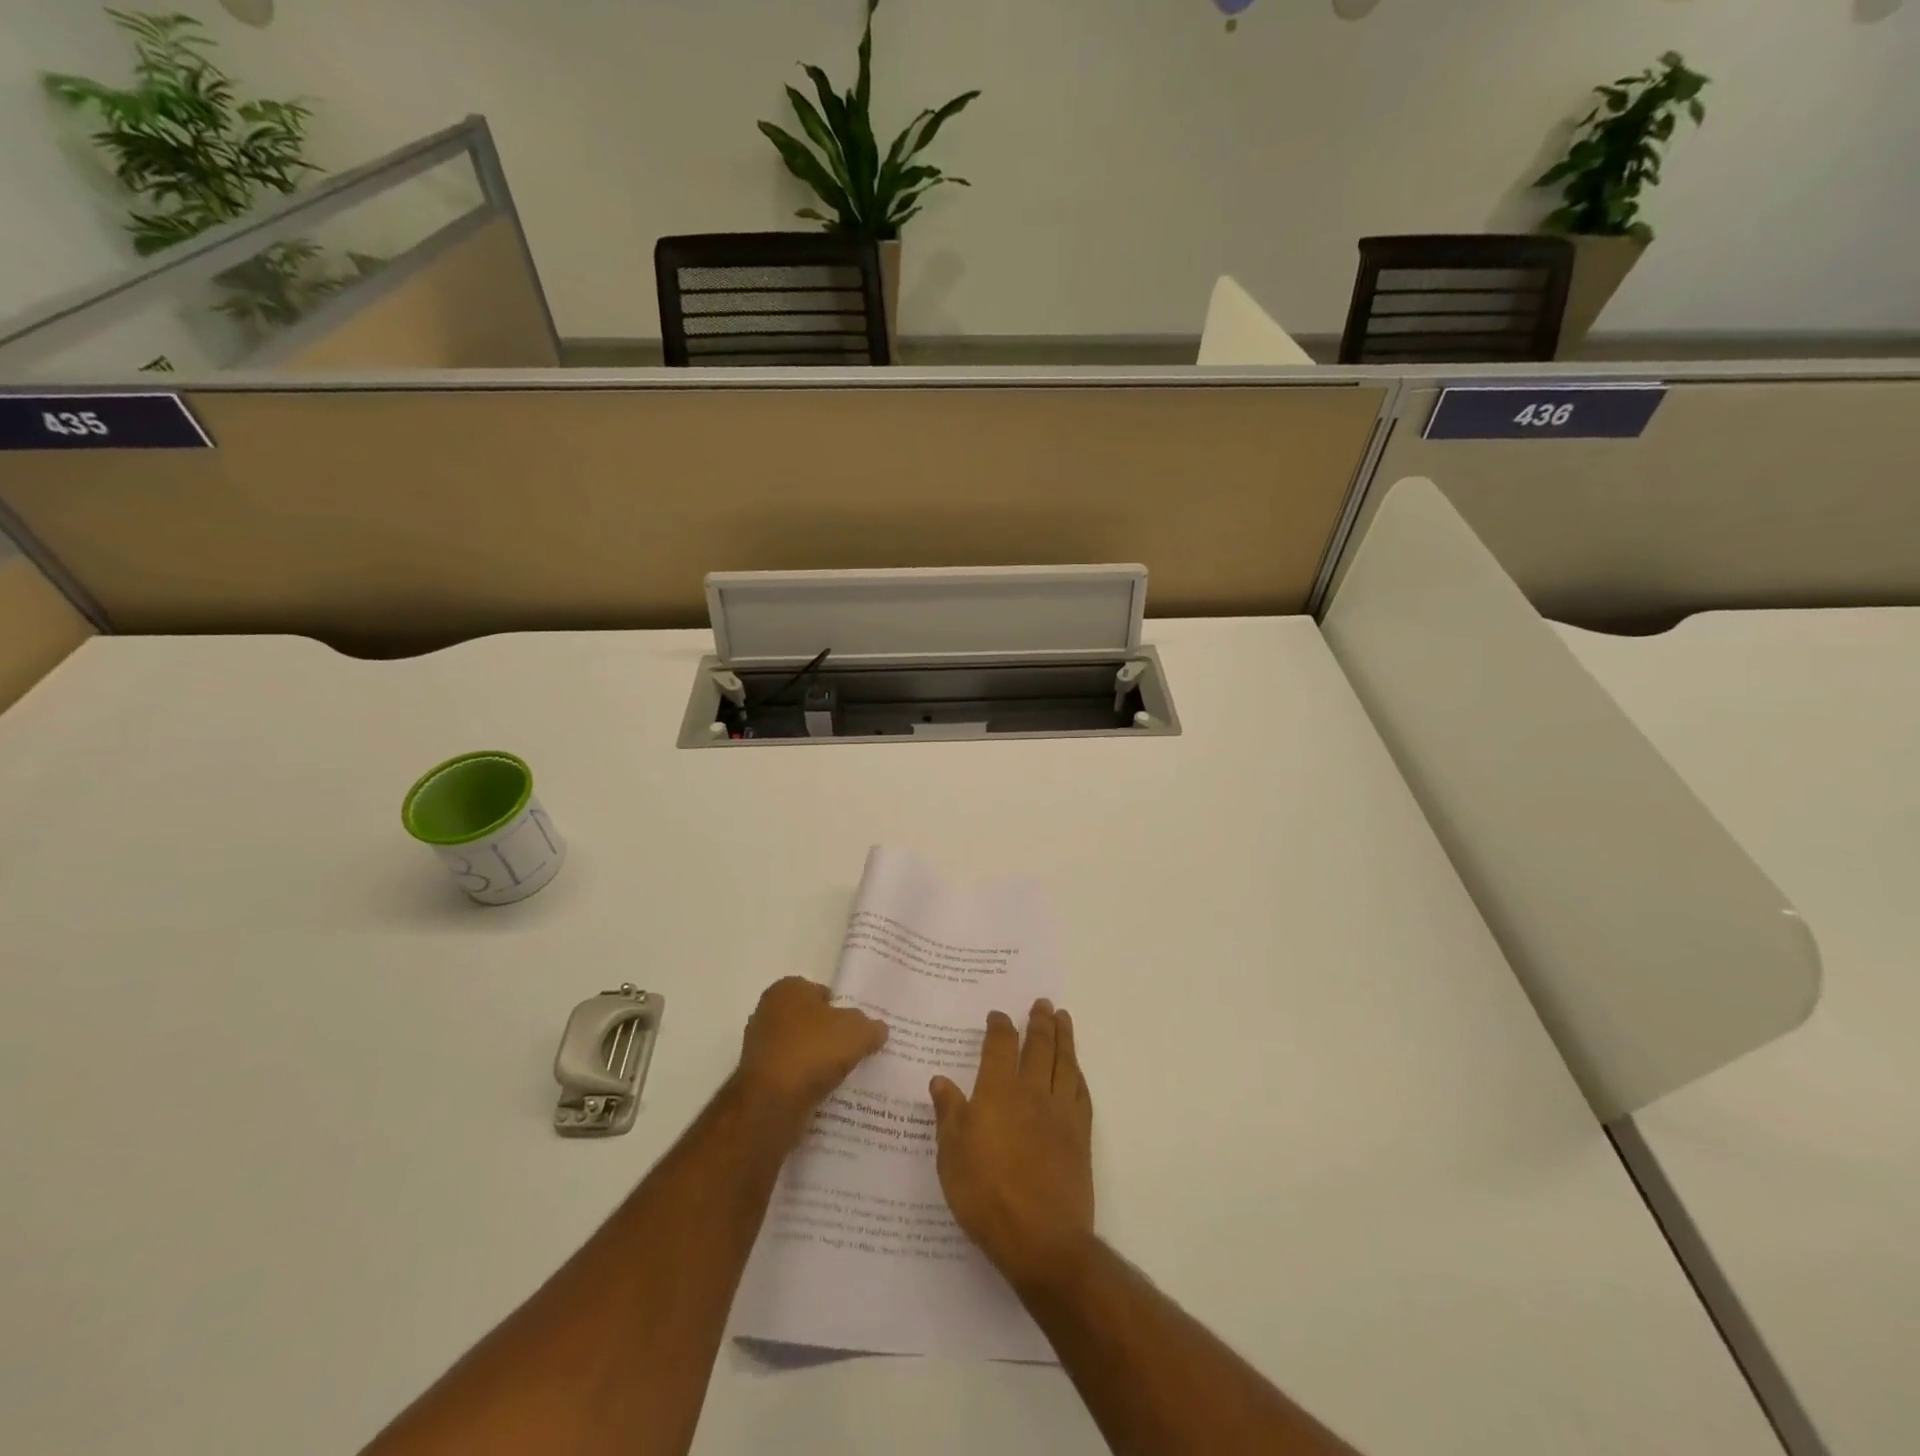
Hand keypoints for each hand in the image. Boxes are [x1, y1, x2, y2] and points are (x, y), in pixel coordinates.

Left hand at [736, 977, 887, 1130]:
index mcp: (787, 989)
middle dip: (828, 1034)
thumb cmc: (813, 1050)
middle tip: (855, 1049)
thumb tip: (877, 1030)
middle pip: (809, 1020)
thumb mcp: (858, 1032)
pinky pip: (790, 1074)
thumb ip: (871, 1027)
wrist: (772, 1102)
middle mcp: (767, 1012)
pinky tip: (823, 1092)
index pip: (821, 992)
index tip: (859, 1027)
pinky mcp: (757, 1078)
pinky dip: (804, 1081)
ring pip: (799, 1049)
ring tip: (843, 1074)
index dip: (842, 1008)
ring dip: (816, 1060)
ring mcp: (759, 1046)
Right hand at [929, 999, 1094, 1290]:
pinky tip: (1076, 1069)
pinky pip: (1081, 1092)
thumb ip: (949, 1114)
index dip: (1000, 1026)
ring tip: (1063, 1018)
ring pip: (1064, 1062)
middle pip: (1039, 1046)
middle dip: (1040, 1021)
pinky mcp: (1080, 1135)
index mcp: (998, 1092)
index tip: (998, 1015)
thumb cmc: (986, 1195)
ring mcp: (1060, 1112)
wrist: (1042, 1238)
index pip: (1001, 1046)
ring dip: (1064, 1037)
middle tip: (1042, 1003)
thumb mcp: (952, 1156)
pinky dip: (1077, 1073)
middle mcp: (1032, 1092)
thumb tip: (940, 1080)